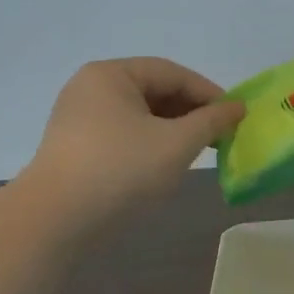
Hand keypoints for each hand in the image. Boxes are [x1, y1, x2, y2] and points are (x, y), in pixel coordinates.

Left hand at [24, 58, 244, 222]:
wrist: (55, 220)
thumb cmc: (121, 170)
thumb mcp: (177, 143)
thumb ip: (212, 121)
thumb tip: (238, 108)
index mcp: (111, 75)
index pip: (172, 73)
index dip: (208, 93)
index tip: (235, 116)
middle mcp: (91, 88)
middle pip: (154, 90)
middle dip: (190, 112)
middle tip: (219, 135)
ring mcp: (79, 118)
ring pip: (139, 114)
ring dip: (172, 129)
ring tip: (197, 151)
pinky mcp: (76, 146)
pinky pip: (123, 134)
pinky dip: (150, 142)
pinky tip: (165, 164)